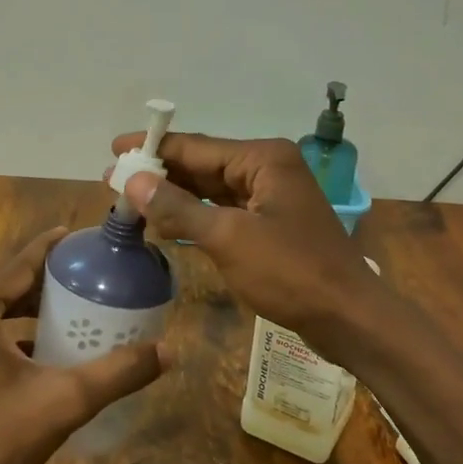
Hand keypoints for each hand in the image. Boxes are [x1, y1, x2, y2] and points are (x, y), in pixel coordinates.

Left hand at [0, 230, 167, 463]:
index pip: (17, 266)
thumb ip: (118, 372)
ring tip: (64, 307)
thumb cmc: (0, 438)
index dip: (49, 250)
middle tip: (80, 278)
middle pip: (1, 286)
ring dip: (21, 309)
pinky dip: (1, 332)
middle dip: (40, 283)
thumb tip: (169, 350)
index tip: (73, 235)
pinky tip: (34, 345)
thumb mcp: (66, 400)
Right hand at [111, 131, 380, 350]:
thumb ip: (178, 207)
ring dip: (174, 195)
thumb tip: (133, 181)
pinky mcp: (270, 225)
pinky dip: (195, 216)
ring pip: (211, 189)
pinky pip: (224, 211)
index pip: (196, 146)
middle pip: (203, 164)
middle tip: (113, 180)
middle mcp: (267, 169)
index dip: (153, 148)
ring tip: (131, 200)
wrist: (348, 317)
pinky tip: (166, 222)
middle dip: (160, 173)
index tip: (114, 149)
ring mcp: (271, 197)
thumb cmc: (291, 272)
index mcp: (263, 159)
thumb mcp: (228, 238)